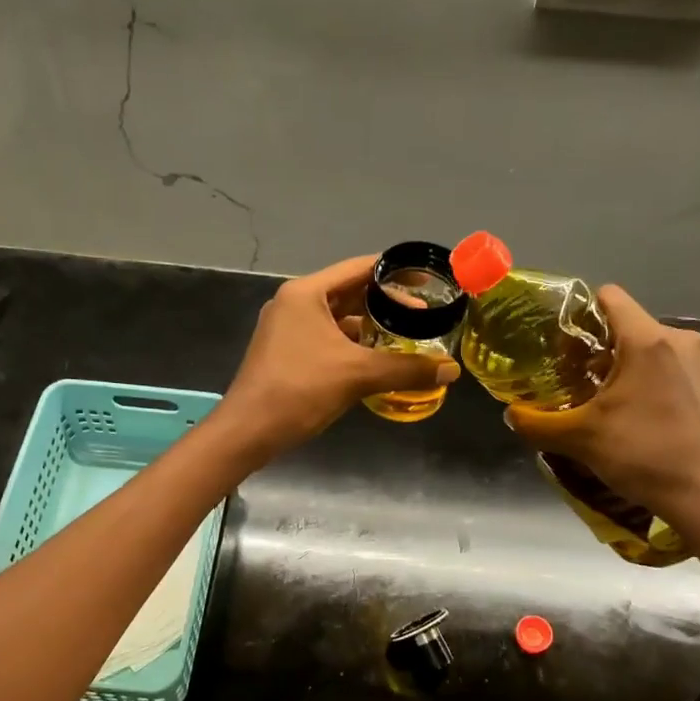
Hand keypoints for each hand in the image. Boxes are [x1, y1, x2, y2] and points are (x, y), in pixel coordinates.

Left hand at [214, 255, 458, 460]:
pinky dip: (353, 346)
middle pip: (350, 292)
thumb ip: (406, 368)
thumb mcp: (357, 376)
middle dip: (387, 304)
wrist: (248, 431)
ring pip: (339, 319)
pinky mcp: (287, 353)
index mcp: (306, 293)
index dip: (396, 274)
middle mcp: (295, 303)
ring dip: (371, 328)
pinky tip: (377, 361)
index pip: (359, 268)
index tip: (428, 282)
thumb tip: (452, 370)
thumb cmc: (299, 391)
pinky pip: (328, 340)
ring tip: (407, 339)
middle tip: (425, 316)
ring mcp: (288, 329)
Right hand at [504, 286, 699, 541]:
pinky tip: (669, 424)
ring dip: (648, 372)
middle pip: (640, 331)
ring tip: (634, 409)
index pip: (613, 298)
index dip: (587, 314)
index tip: (573, 345)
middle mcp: (688, 342)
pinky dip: (678, 391)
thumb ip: (536, 423)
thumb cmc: (642, 457)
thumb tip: (511, 414)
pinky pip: (695, 378)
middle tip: (595, 388)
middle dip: (614, 353)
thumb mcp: (578, 440)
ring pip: (669, 355)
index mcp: (648, 341)